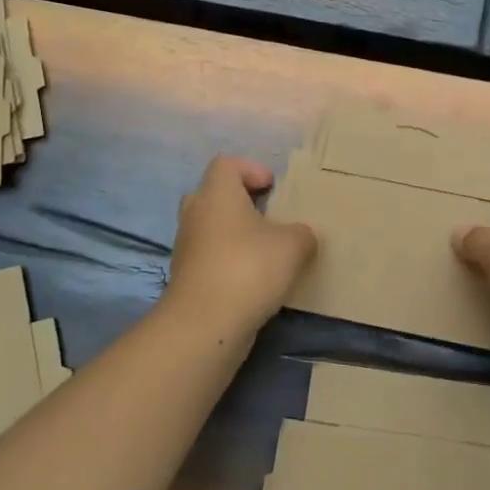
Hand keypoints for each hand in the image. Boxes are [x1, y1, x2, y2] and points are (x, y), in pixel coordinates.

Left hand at [165, 156, 316, 338]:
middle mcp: (196, 214)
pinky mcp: (186, 277)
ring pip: (210, 228)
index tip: (273, 187)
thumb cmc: (249, 268)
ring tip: (266, 250)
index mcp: (217, 194)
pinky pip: (209, 257)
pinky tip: (254, 279)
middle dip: (240, 201)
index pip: (226, 164)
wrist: (206, 324)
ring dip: (235, 234)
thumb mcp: (294, 245)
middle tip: (267, 215)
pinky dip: (228, 261)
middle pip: (213, 194)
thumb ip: (302, 233)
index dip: (251, 169)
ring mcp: (187, 247)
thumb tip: (300, 236)